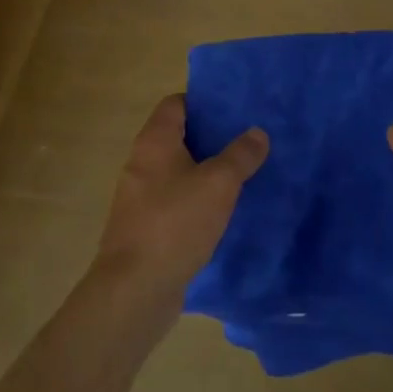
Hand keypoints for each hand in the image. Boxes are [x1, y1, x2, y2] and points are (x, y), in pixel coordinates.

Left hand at [92, 95, 267, 327]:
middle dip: (210, 138)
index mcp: (154, 141)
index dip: (203, 102)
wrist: (134, 289)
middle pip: (177, 137)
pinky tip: (221, 213)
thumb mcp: (218, 184)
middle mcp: (141, 162)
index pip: (175, 103)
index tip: (234, 110)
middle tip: (246, 142)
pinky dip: (195, 201)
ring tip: (241, 176)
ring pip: (177, 172)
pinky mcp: (143, 227)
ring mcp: (138, 197)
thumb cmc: (175, 222)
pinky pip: (173, 202)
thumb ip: (240, 155)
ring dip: (204, 172)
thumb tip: (257, 133)